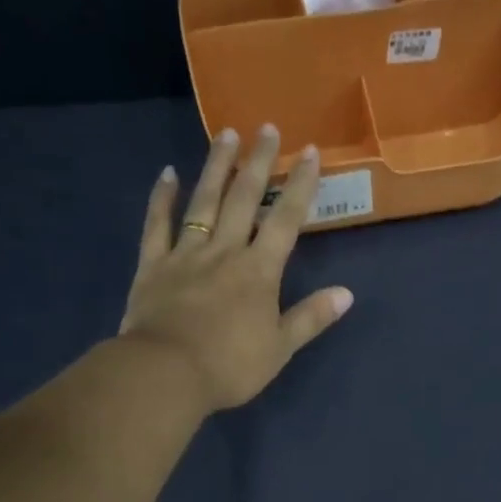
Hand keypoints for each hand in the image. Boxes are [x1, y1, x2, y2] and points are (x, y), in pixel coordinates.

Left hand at [120, 124, 353, 411]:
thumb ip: (311, 318)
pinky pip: (158, 224)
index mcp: (259, 272)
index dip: (299, 186)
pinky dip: (162, 198)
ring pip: (204, 201)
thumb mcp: (280, 348)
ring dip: (217, 167)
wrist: (168, 373)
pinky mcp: (153, 265)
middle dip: (259, 163)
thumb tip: (346, 294)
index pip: (285, 221)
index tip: (309, 152)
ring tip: (227, 135)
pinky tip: (168, 173)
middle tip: (267, 128)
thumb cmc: (230, 366)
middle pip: (244, 199)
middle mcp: (225, 251)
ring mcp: (186, 254)